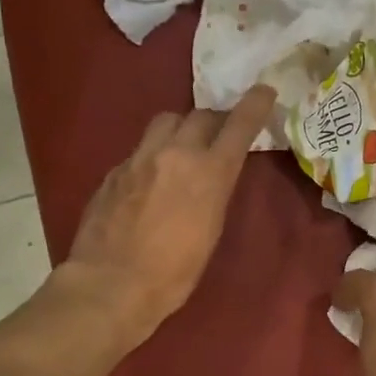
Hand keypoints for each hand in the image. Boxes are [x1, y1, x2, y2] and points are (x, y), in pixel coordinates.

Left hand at [63, 86, 275, 348]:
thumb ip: (214, 192)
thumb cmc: (173, 273)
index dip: (254, 105)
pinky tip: (149, 180)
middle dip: (214, 121)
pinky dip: (152, 155)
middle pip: (199, 116)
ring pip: (165, 122)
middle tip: (219, 134)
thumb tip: (212, 176)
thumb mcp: (211, 231)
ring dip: (180, 129)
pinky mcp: (114, 171)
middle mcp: (175, 154)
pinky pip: (140, 149)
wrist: (111, 285)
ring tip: (181, 149)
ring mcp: (139, 158)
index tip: (264, 90)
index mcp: (209, 172)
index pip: (238, 125)